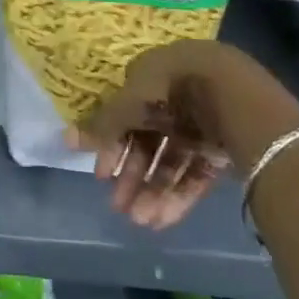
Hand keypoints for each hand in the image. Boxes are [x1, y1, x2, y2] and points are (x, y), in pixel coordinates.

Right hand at [67, 40, 298, 229]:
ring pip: (171, 161)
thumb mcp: (130, 104)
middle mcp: (175, 99)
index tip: (101, 174)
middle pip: (148, 141)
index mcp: (152, 77)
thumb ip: (102, 125)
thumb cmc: (172, 89)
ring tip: (140, 221)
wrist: (233, 94)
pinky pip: (195, 174)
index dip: (112, 144)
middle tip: (119, 207)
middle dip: (133, 175)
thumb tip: (65, 138)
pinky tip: (162, 220)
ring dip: (153, 191)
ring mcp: (201, 124)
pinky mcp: (222, 149)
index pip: (126, 113)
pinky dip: (178, 195)